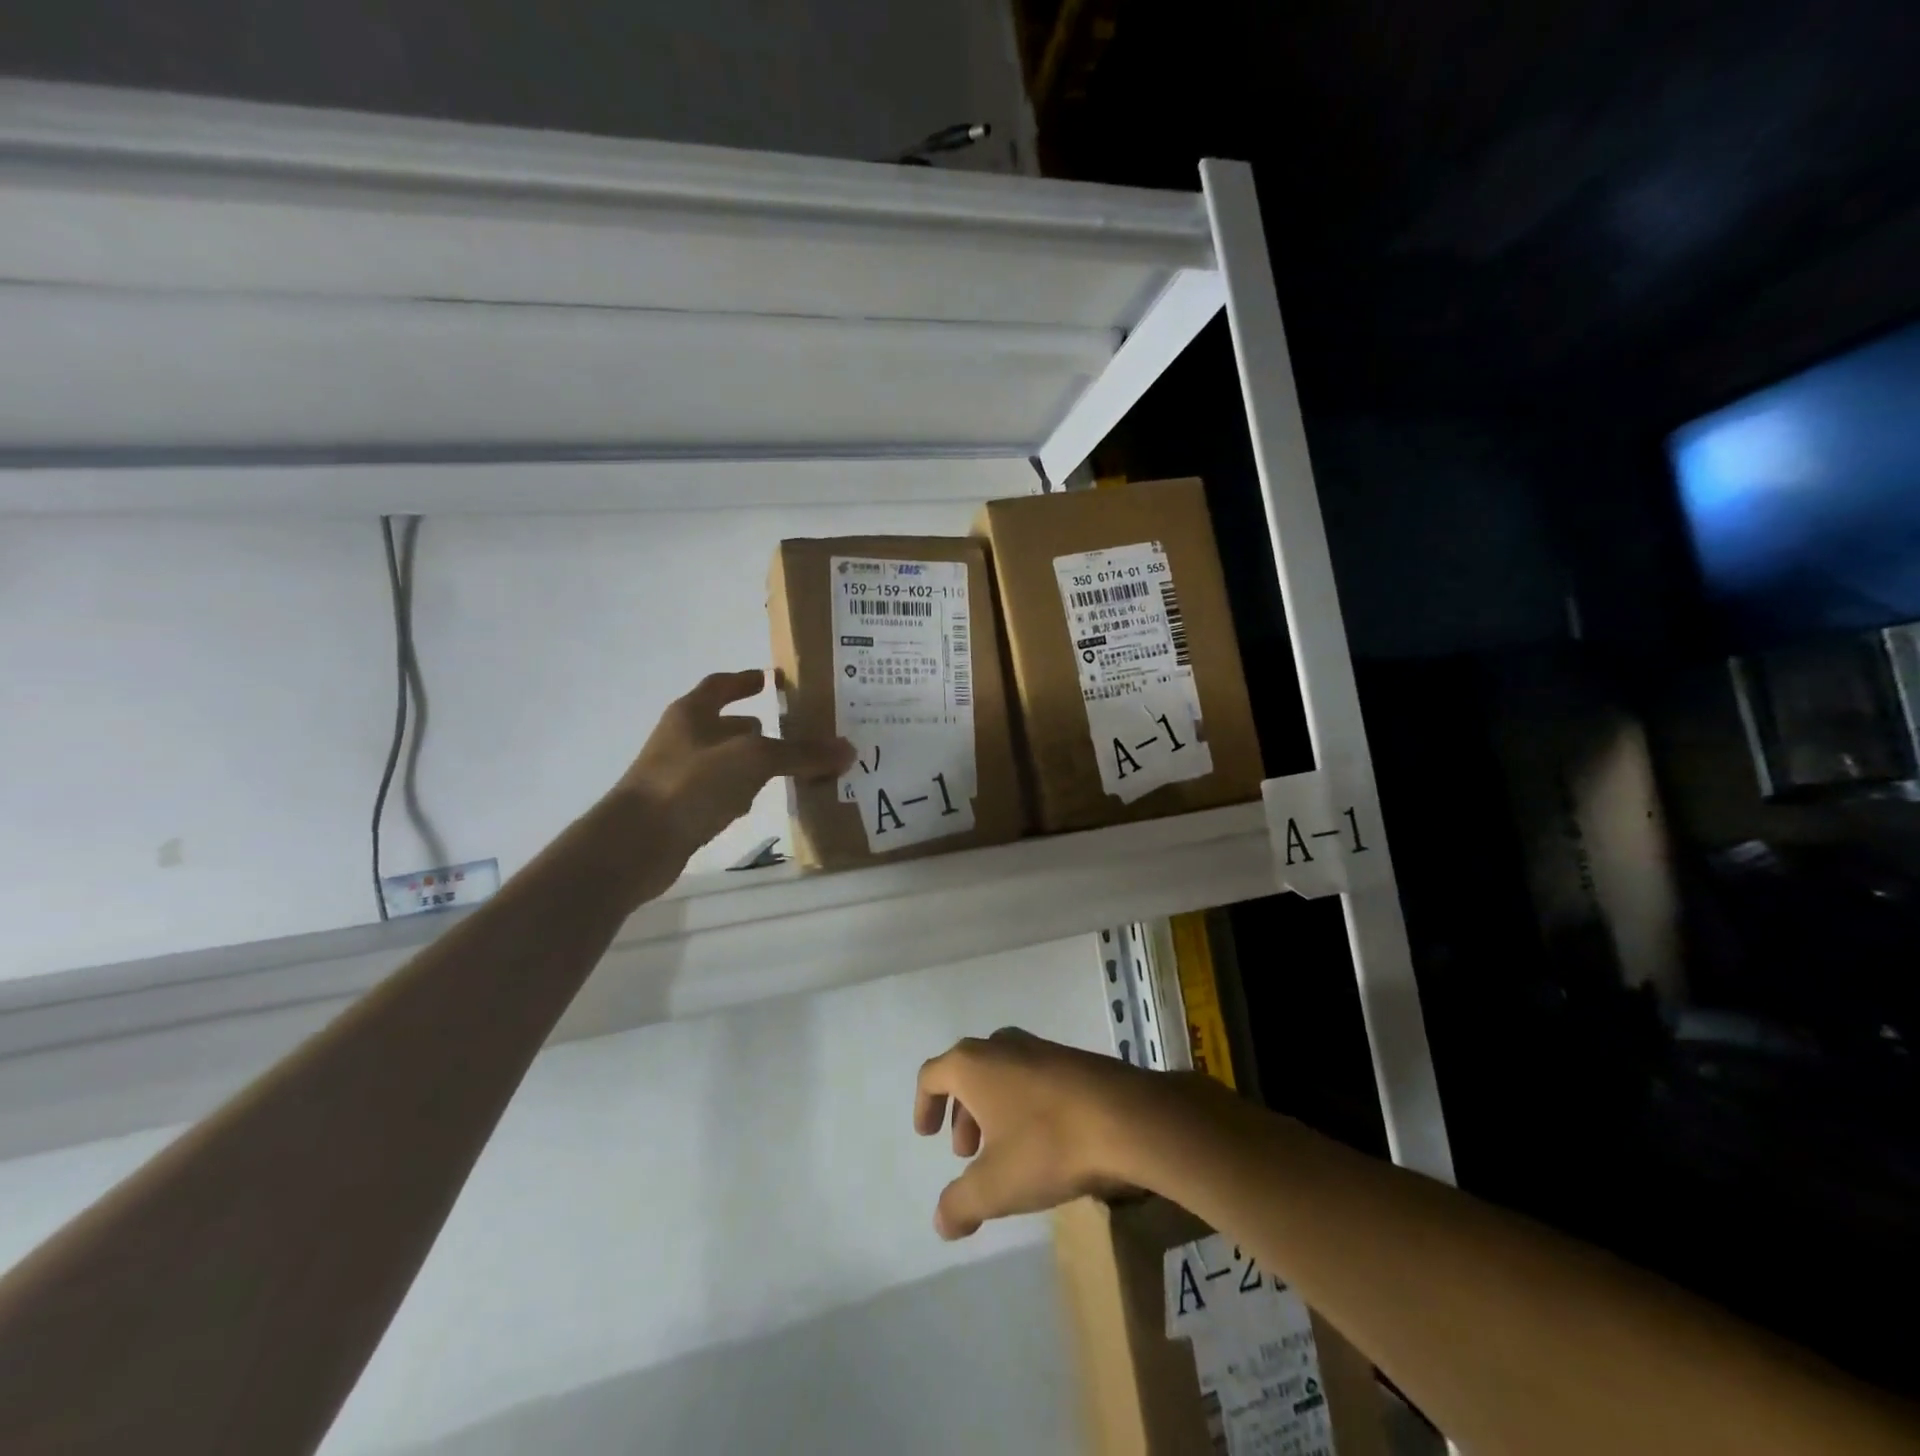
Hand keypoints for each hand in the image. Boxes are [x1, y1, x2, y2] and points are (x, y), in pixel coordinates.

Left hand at [611, 669, 852, 902]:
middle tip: (795, 730)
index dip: (744, 680)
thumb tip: (848, 749)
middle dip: (754, 726)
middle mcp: (682, 739)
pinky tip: (758, 801)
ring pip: (722, 760)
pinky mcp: (678, 809)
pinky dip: (739, 791)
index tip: (770, 679)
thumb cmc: (691, 784)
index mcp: (692, 713)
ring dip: (750, 760)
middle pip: (722, 724)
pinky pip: (717, 791)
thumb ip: (800, 753)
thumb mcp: (753, 760)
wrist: (635, 844)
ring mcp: (676, 775)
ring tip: (786, 766)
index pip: (720, 685)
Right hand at [914, 1028, 1169, 1239]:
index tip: (928, 1135)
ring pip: (1002, 1074)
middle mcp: (1001, 1045)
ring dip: (993, 1110)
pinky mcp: (1072, 1059)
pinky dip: (1024, 1104)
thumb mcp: (995, 1186)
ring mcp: (1040, 1047)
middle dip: (962, 1113)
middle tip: (967, 1153)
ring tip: (1004, 1152)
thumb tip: (941, 1221)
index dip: (924, 1105)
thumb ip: (960, 1204)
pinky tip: (1043, 1140)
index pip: (932, 1075)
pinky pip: (1033, 1077)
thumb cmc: (1047, 1144)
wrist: (1125, 1117)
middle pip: (967, 1072)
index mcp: (972, 1064)